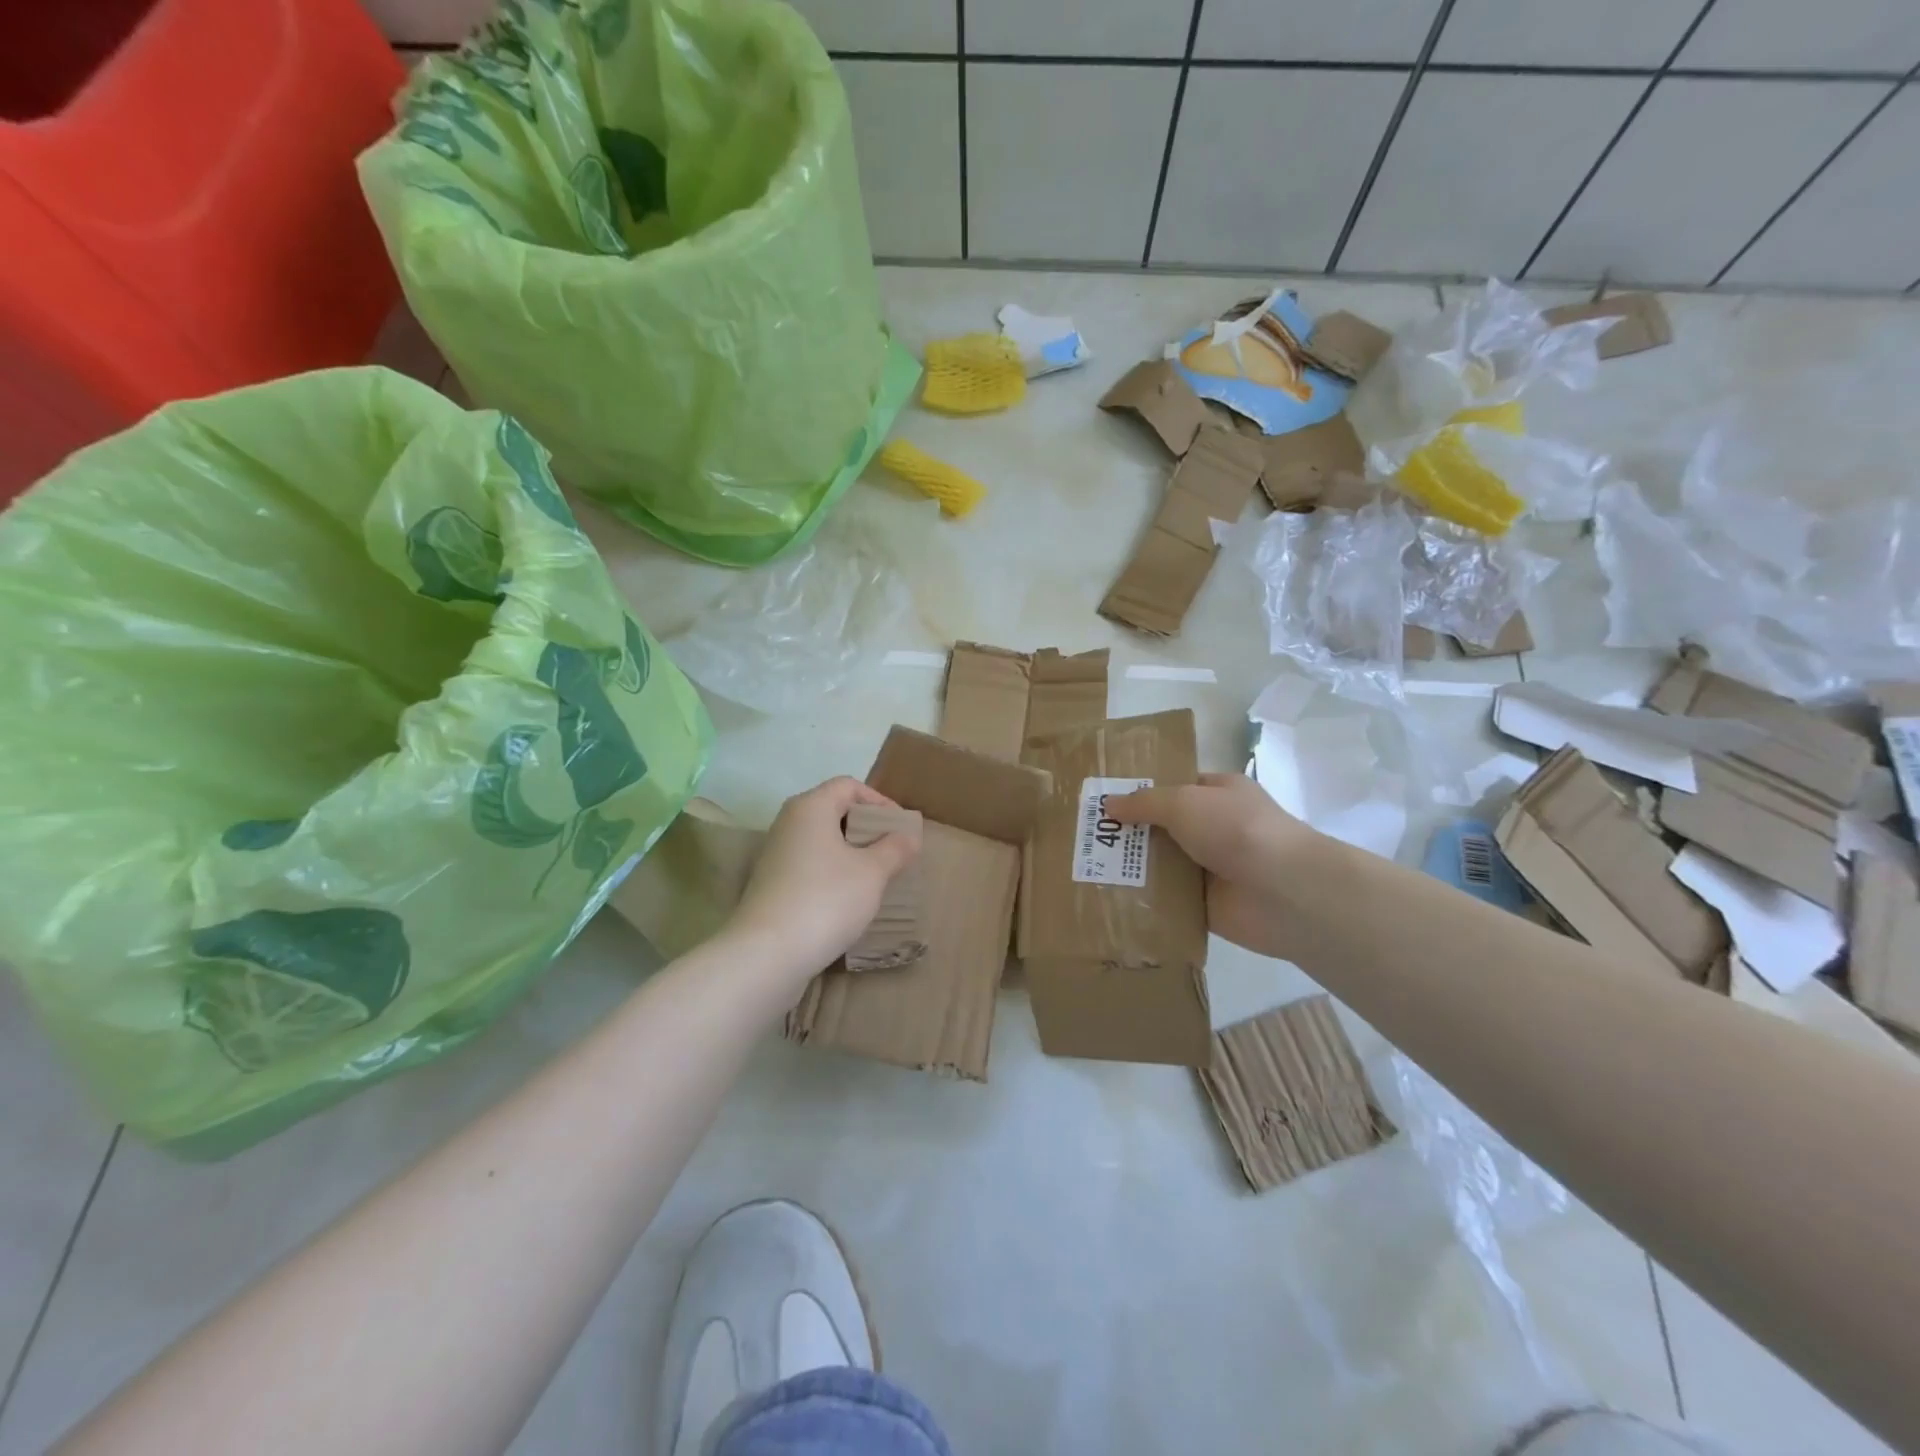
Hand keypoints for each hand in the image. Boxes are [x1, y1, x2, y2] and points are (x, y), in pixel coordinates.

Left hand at [726, 777, 919, 986]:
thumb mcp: (872, 873)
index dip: (879, 801)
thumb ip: (894, 849)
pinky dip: (832, 874)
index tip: (901, 828)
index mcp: (810, 807)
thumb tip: (908, 837)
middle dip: (866, 828)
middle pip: (833, 811)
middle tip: (893, 852)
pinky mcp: (771, 885)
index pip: (848, 786)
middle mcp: (788, 823)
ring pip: (821, 842)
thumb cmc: (826, 899)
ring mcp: (776, 856)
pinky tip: (849, 900)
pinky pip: (809, 866)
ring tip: (877, 877)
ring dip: (850, 854)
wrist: (767, 955)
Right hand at [1105, 774, 1318, 959]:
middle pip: (1162, 827)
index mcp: (1218, 794)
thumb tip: (1109, 805)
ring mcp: (1210, 868)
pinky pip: (1167, 901)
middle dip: (1128, 832)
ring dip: (1131, 868)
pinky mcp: (1205, 906)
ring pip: (1161, 865)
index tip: (1100, 801)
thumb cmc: (1236, 830)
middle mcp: (1215, 828)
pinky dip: (1144, 901)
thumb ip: (1145, 803)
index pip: (1174, 787)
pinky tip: (1108, 900)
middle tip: (1082, 837)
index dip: (1139, 792)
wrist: (1285, 892)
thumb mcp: (1184, 802)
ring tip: (1084, 869)